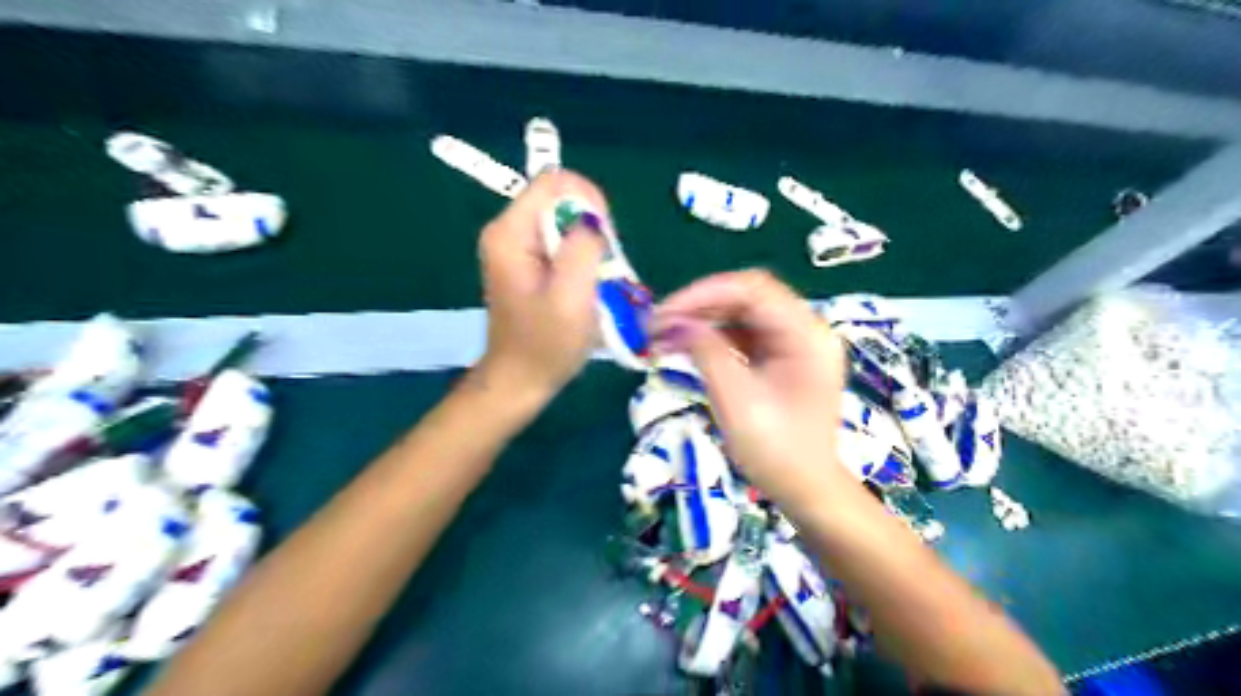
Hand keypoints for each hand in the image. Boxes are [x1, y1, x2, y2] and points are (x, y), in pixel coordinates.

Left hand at [474, 169, 609, 404]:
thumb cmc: (546, 345)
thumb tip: (592, 217)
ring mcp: (515, 248)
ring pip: (564, 223)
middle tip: (603, 267)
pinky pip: (560, 243)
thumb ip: (583, 247)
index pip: (554, 181)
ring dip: (588, 247)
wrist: (520, 381)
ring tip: (595, 281)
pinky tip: (585, 287)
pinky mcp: (526, 263)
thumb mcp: (572, 296)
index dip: (588, 199)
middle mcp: (507, 231)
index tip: (606, 237)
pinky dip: (580, 259)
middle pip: (560, 201)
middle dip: (590, 227)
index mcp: (510, 233)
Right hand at [650, 273, 864, 510]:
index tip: (664, 313)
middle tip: (658, 324)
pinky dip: (715, 337)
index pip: (752, 290)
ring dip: (704, 319)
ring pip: (743, 313)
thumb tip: (674, 323)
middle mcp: (805, 329)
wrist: (807, 491)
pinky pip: (745, 334)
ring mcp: (795, 343)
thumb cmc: (776, 451)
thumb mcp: (736, 400)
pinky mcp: (783, 358)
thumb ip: (706, 352)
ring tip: (665, 335)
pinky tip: (687, 346)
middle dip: (701, 305)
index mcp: (805, 335)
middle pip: (748, 297)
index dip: (704, 294)